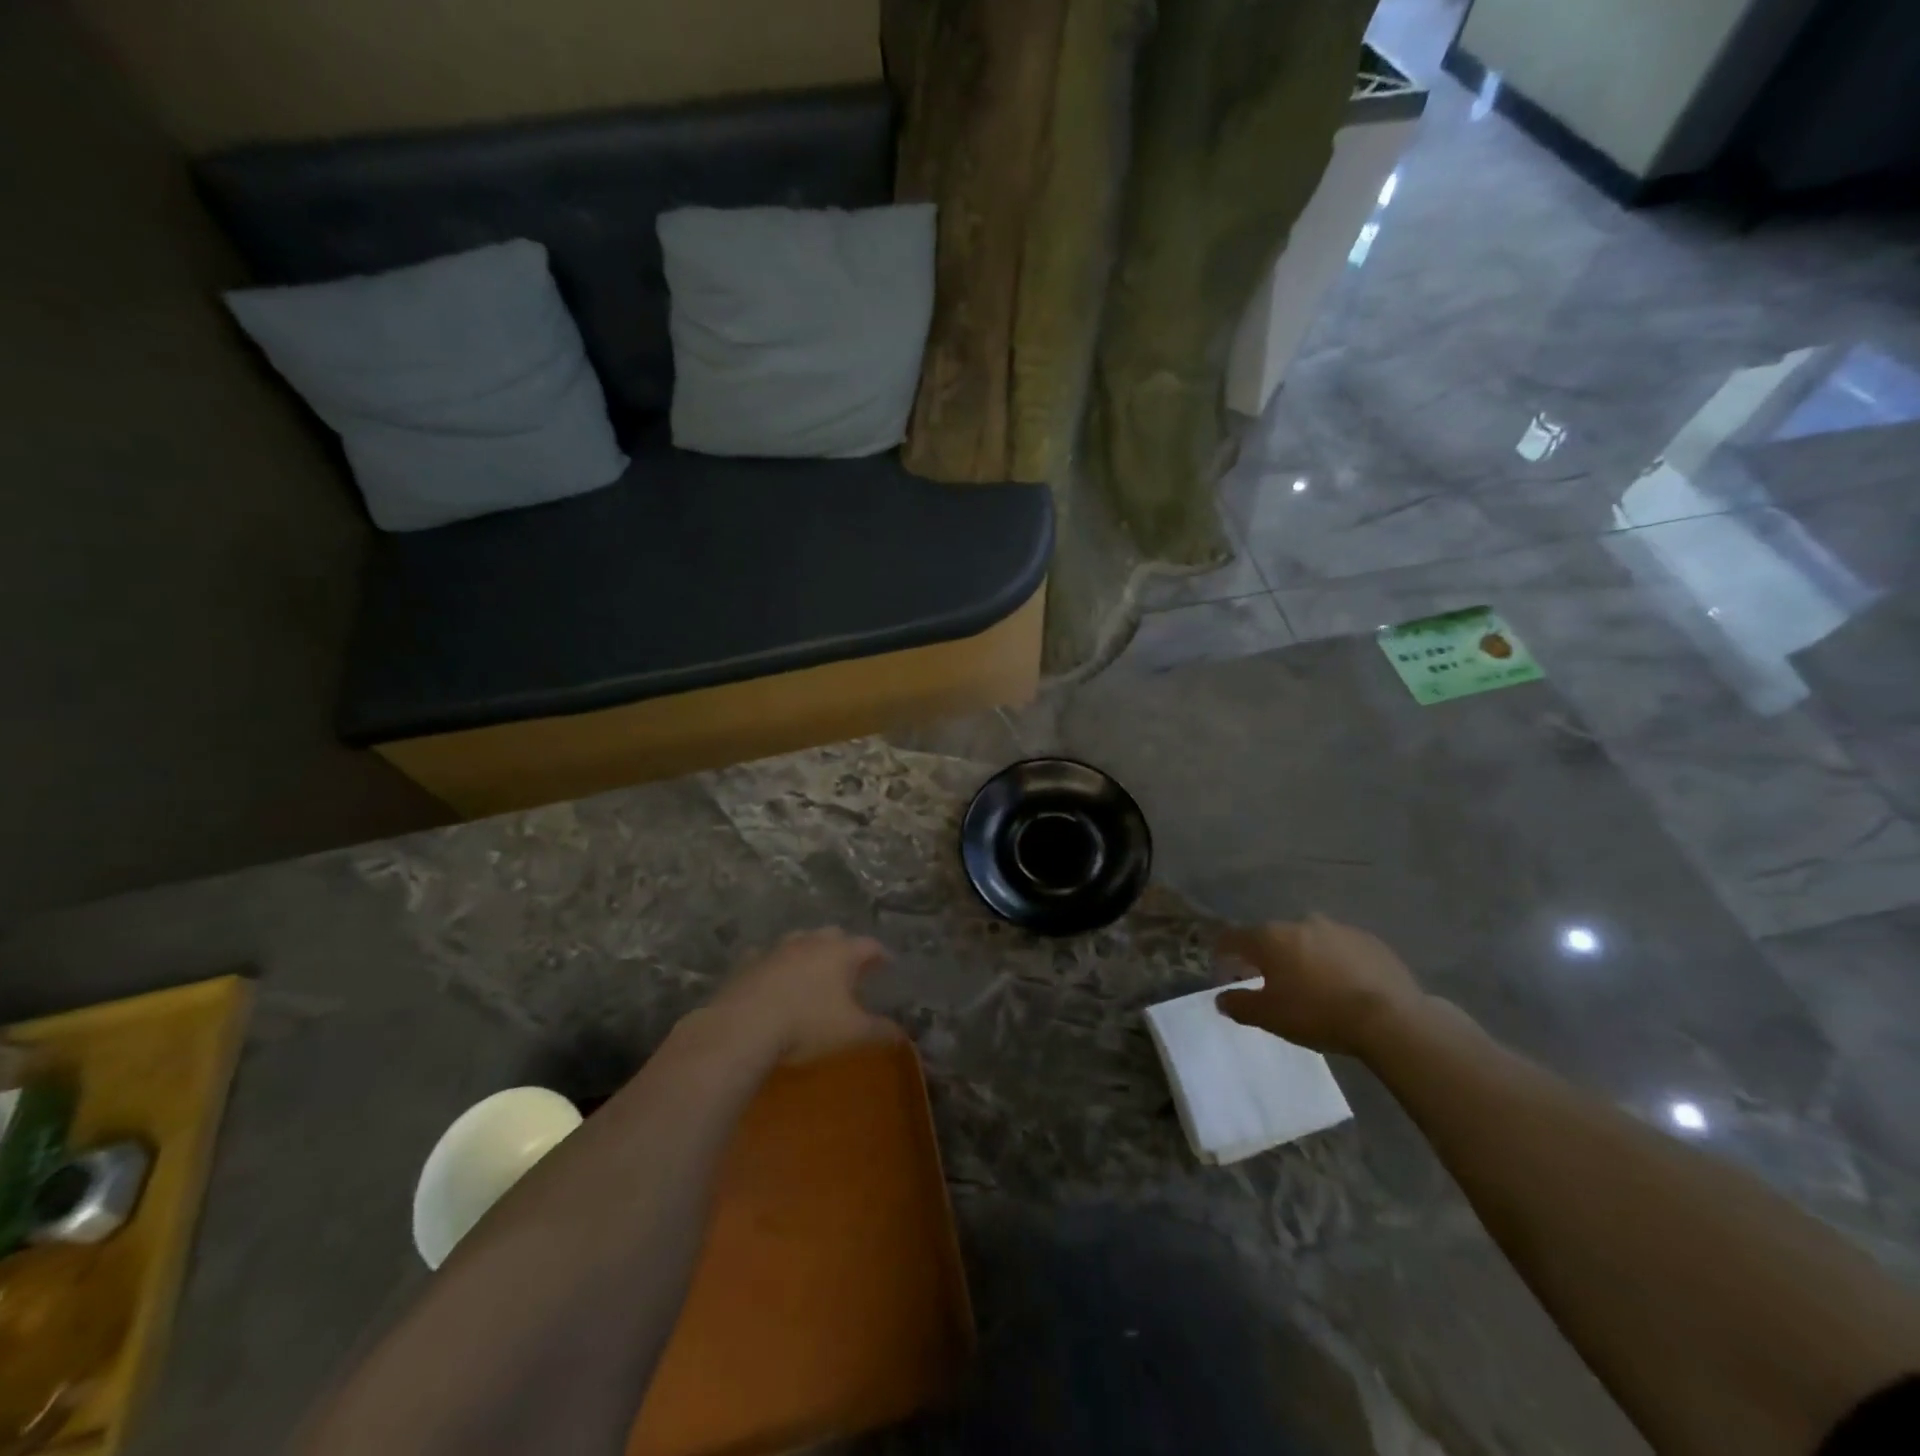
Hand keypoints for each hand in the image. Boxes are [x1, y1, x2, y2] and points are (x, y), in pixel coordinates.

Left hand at [705, 928, 899, 1064]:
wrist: (742, 1027)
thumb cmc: (807, 1025)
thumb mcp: (852, 1033)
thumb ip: (881, 1031)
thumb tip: (903, 1035)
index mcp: (840, 952)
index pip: (869, 945)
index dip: (881, 955)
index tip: (888, 964)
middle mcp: (810, 942)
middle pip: (834, 935)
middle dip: (845, 948)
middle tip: (851, 966)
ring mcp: (776, 949)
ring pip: (799, 941)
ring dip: (810, 952)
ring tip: (813, 970)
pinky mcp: (747, 963)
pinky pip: (767, 957)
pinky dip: (776, 965)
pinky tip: (774, 978)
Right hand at [1214, 915, 1424, 1055]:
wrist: (1390, 1019)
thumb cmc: (1318, 1014)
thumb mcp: (1269, 1017)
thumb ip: (1239, 1005)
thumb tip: (1221, 999)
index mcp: (1270, 938)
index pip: (1233, 937)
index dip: (1222, 952)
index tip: (1222, 968)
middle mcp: (1300, 922)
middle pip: (1272, 937)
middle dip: (1266, 956)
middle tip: (1269, 981)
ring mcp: (1337, 928)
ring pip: (1308, 939)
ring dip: (1302, 956)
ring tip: (1310, 984)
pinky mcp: (1369, 940)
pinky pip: (1340, 948)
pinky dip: (1334, 961)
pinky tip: (1343, 984)